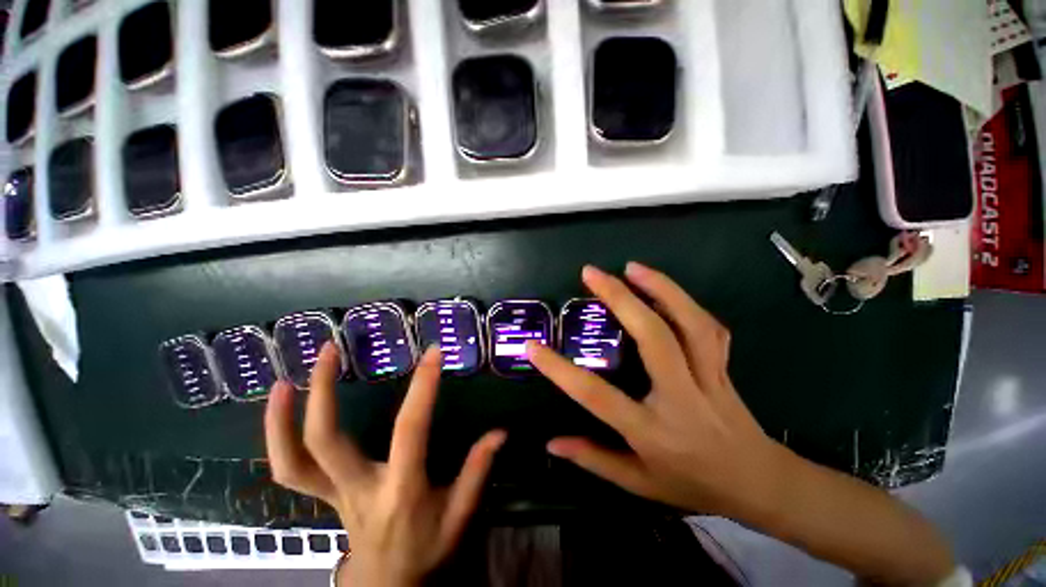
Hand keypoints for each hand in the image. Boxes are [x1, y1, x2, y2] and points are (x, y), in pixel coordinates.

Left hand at [265, 344, 506, 586]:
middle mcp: (359, 489)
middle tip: (329, 350)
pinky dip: (277, 437)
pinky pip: (290, 469)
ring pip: (294, 460)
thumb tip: (500, 433)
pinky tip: (282, 403)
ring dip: (283, 417)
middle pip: (327, 441)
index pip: (410, 430)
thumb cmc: (426, 549)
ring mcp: (333, 494)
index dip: (422, 388)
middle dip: (323, 392)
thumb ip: (477, 471)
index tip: (432, 353)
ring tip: (286, 378)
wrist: (388, 586)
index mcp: (401, 489)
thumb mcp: (459, 515)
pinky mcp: (322, 496)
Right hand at [527, 262, 786, 521]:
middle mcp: (682, 398)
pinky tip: (665, 289)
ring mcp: (709, 378)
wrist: (760, 484)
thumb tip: (552, 443)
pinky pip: (708, 327)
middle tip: (593, 274)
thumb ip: (594, 460)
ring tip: (632, 267)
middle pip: (653, 339)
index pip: (597, 396)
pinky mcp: (724, 367)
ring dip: (661, 288)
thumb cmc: (693, 485)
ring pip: (690, 324)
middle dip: (620, 300)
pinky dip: (685, 302)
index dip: (560, 371)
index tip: (534, 347)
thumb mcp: (639, 483)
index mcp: (654, 432)